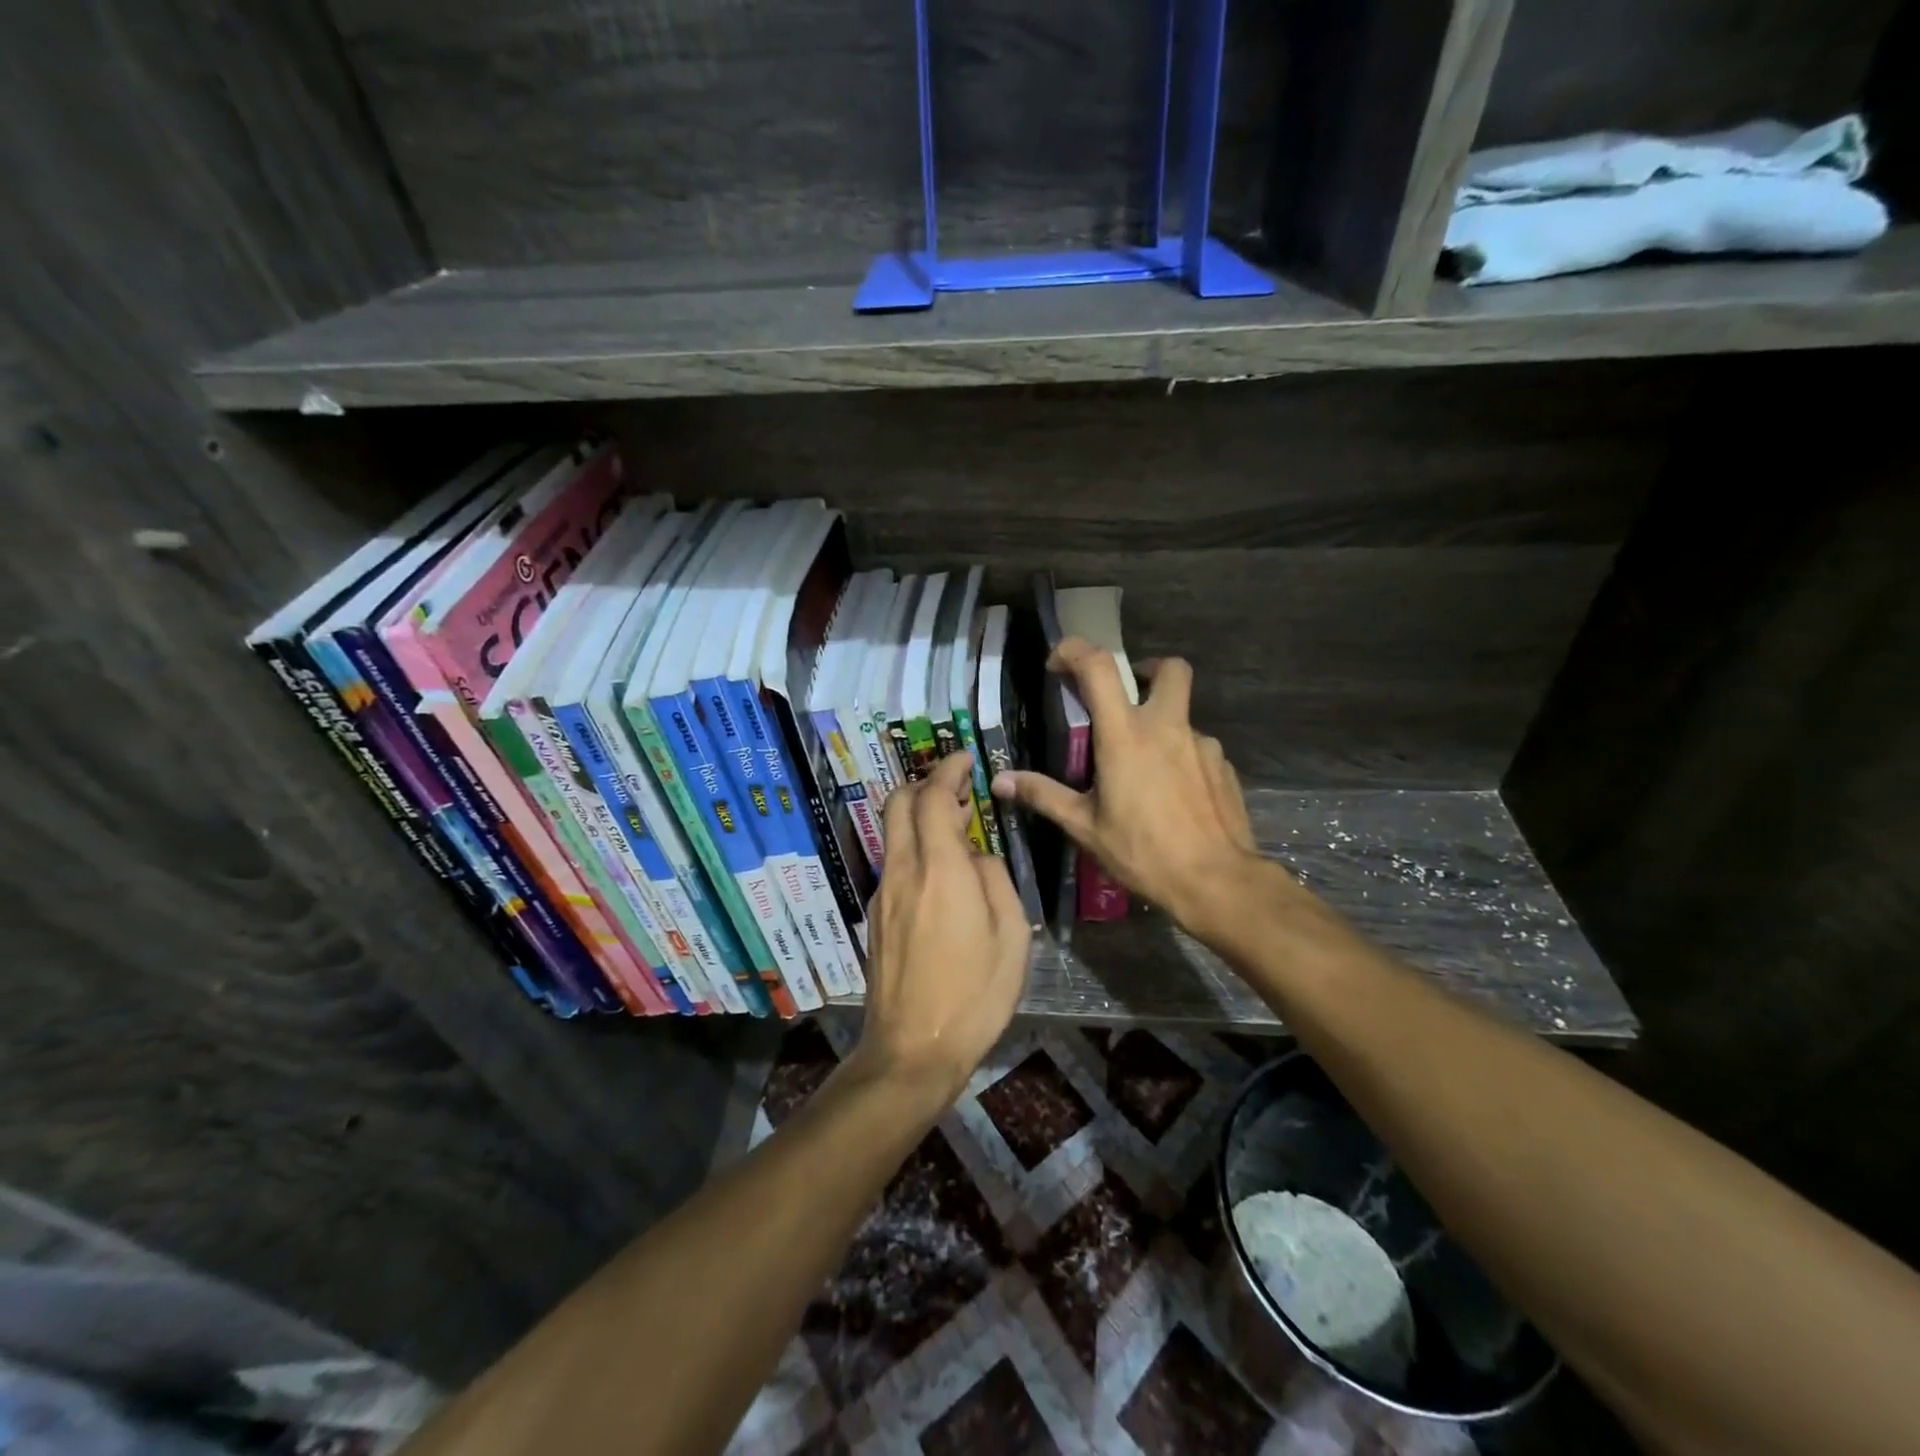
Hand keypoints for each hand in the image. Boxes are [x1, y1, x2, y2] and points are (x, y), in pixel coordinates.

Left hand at [852, 751, 1031, 1104]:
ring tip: (955, 828)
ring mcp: (883, 894)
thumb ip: (994, 880)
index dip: (947, 770)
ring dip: (919, 816)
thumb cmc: (974, 995)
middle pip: (898, 803)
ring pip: (893, 832)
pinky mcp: (876, 916)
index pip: (932, 798)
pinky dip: (914, 847)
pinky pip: (894, 862)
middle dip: (925, 783)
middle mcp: (903, 872)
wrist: (912, 1049)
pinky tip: (940, 873)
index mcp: (941, 871)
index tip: (964, 760)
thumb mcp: (1011, 936)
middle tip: (957, 789)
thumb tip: (976, 858)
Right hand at [990, 637, 1272, 932]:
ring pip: (1182, 716)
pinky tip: (1172, 796)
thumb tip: (1000, 782)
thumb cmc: (1143, 852)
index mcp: (1126, 735)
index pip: (1099, 667)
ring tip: (1144, 771)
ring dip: (1161, 728)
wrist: (1216, 883)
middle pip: (1169, 669)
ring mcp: (1203, 746)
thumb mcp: (1085, 827)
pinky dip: (1181, 759)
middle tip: (1126, 699)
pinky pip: (1198, 750)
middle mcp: (1167, 728)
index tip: (1058, 664)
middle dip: (1146, 670)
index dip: (1075, 651)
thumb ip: (1043, 796)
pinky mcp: (1225, 768)